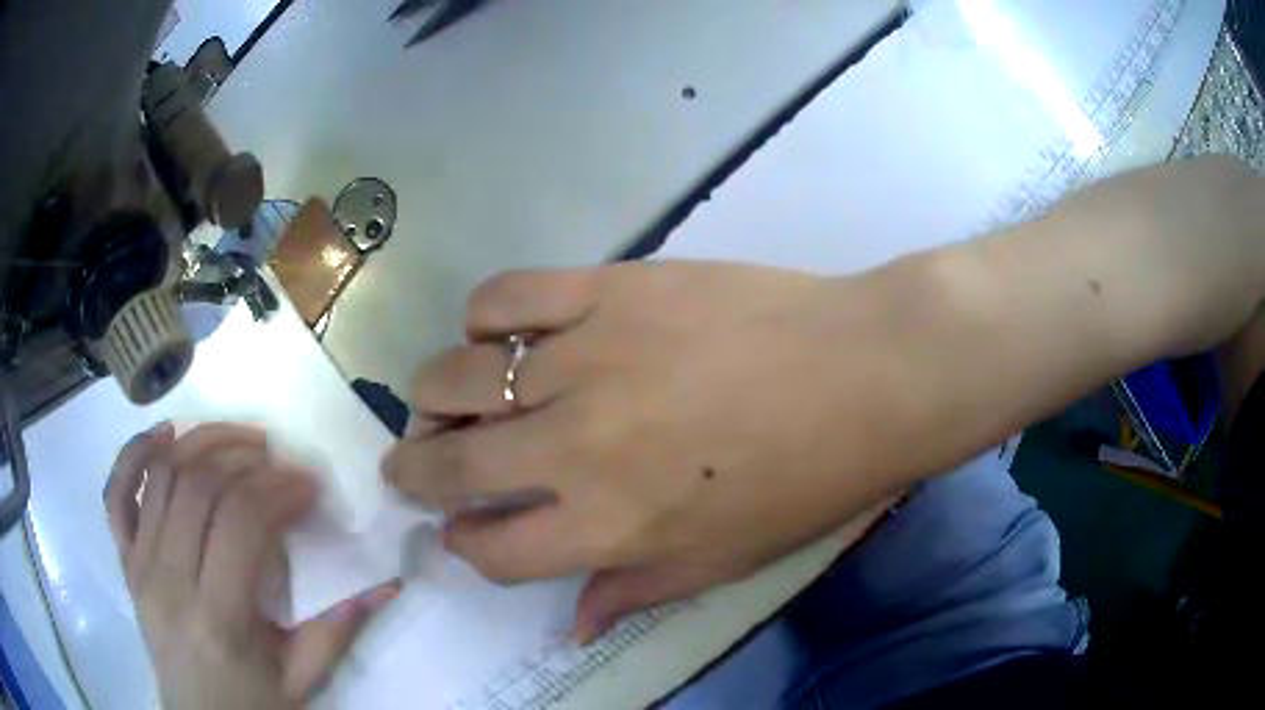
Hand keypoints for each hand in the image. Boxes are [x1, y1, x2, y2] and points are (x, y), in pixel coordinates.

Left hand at [106, 423, 398, 708]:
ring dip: (200, 442)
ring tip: (236, 441)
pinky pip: (117, 493)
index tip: (308, 483)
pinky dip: (134, 453)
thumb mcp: (303, 678)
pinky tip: (164, 436)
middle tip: (276, 459)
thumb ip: (339, 629)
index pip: (241, 522)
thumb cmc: (253, 703)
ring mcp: (139, 566)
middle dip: (244, 458)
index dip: (278, 489)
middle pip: (199, 487)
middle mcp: (169, 581)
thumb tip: (387, 582)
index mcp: (220, 619)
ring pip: (161, 476)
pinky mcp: (125, 561)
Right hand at [383, 262, 899, 641]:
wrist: (868, 371)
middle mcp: (576, 446)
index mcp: (609, 526)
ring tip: (446, 401)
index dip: (465, 545)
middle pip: (448, 465)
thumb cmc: (811, 478)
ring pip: (456, 378)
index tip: (461, 530)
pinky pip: (505, 298)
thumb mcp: (728, 561)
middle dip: (413, 472)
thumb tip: (571, 625)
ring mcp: (586, 356)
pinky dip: (482, 319)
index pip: (491, 550)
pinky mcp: (608, 288)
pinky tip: (498, 336)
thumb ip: (637, 591)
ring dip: (433, 398)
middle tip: (411, 465)